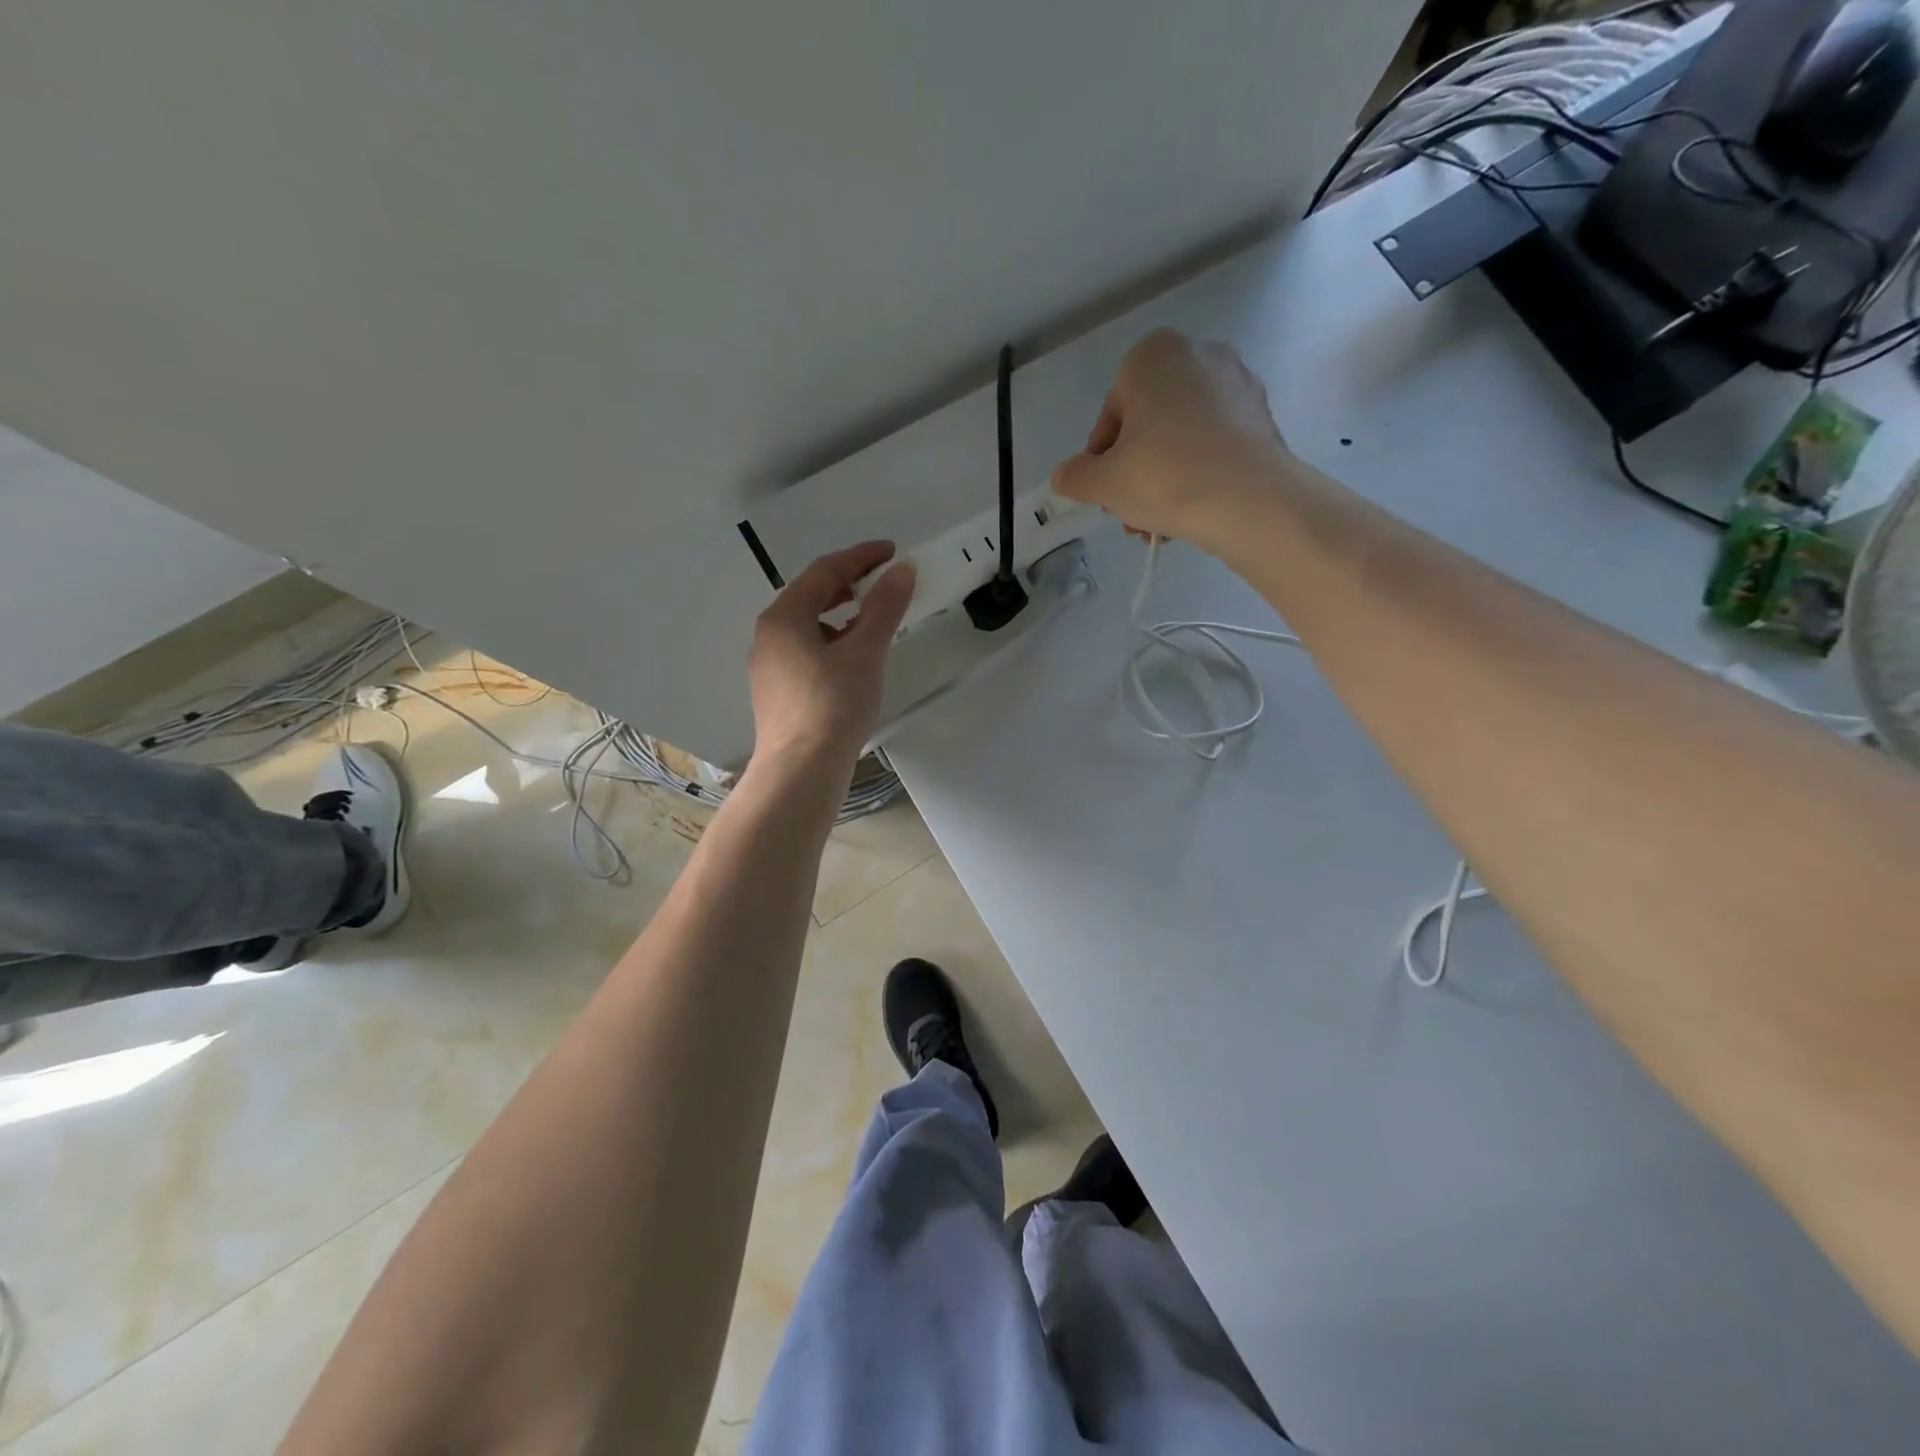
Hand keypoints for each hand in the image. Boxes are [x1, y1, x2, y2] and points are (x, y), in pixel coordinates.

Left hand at [748, 540, 914, 763]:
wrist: (801, 771)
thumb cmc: (833, 706)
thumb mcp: (865, 652)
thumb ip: (884, 607)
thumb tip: (902, 569)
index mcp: (784, 617)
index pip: (824, 571)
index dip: (860, 557)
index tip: (893, 553)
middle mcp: (769, 634)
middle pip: (810, 595)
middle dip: (848, 583)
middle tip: (883, 582)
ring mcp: (768, 664)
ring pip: (807, 624)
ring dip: (839, 613)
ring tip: (872, 619)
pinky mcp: (776, 690)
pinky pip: (804, 649)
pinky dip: (830, 640)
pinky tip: (851, 658)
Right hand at [1051, 329, 1294, 546]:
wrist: (1250, 502)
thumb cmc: (1165, 477)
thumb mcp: (1102, 483)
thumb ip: (1075, 476)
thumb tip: (1066, 476)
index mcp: (1153, 356)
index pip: (1112, 413)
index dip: (1102, 460)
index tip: (1107, 492)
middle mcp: (1199, 355)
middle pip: (1148, 425)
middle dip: (1135, 472)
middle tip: (1130, 514)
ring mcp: (1236, 384)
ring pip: (1181, 438)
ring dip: (1162, 481)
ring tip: (1157, 525)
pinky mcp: (1261, 416)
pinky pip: (1213, 445)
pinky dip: (1197, 473)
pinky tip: (1190, 512)